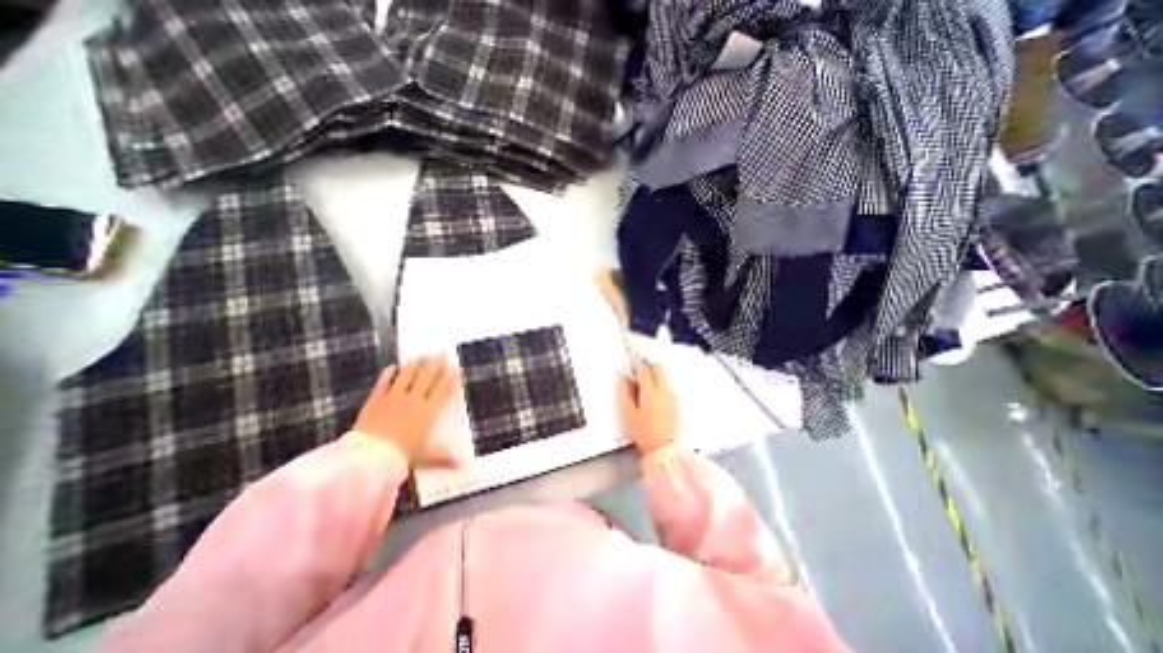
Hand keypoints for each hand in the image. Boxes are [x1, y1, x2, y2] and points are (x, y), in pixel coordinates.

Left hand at [353, 356, 462, 468]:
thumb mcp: (424, 457)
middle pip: (427, 376)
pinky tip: (393, 366)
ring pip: (407, 375)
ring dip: (416, 363)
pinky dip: (389, 373)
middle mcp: (413, 400)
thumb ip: (443, 456)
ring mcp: (393, 398)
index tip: (455, 366)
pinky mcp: (375, 400)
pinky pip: (384, 382)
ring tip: (422, 354)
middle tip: (442, 352)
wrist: (368, 459)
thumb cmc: (400, 457)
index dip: (450, 376)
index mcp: (428, 411)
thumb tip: (461, 464)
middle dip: (436, 363)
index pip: (442, 389)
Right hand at [611, 354, 678, 454]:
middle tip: (635, 368)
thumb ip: (623, 391)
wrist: (663, 448)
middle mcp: (663, 390)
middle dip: (646, 364)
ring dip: (652, 373)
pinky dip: (657, 383)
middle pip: (657, 368)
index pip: (643, 368)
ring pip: (662, 376)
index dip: (635, 361)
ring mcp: (670, 396)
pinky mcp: (673, 403)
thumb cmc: (644, 432)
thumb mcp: (627, 412)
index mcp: (651, 390)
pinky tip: (649, 393)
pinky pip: (665, 385)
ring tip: (640, 382)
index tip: (630, 357)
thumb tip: (622, 377)